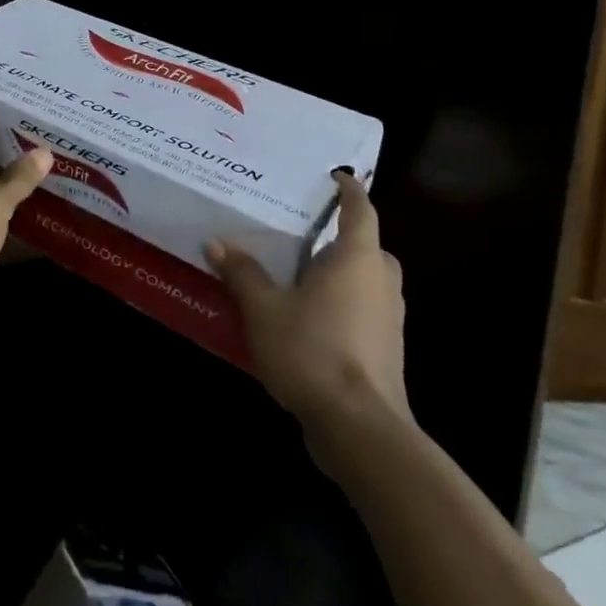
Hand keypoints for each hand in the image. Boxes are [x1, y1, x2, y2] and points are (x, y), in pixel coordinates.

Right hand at [208, 170, 409, 434]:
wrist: (360, 429)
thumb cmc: (312, 350)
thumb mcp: (263, 308)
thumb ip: (242, 273)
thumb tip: (216, 243)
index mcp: (357, 258)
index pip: (360, 209)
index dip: (349, 189)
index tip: (335, 176)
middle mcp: (380, 282)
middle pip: (367, 247)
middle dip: (340, 237)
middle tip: (303, 231)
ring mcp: (389, 320)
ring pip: (367, 281)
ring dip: (341, 274)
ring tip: (300, 273)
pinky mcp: (386, 352)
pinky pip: (364, 311)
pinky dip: (342, 305)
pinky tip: (308, 318)